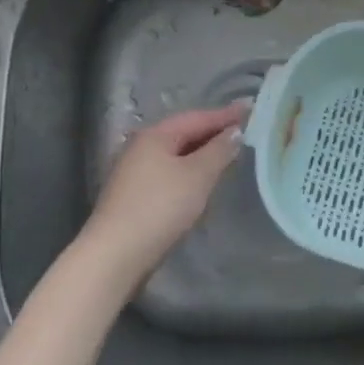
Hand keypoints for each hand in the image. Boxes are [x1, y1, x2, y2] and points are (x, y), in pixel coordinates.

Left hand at [81, 104, 245, 289]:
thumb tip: (234, 132)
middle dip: (213, 132)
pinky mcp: (133, 196)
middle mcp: (141, 146)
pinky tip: (201, 182)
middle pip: (184, 133)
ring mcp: (134, 172)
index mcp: (155, 134)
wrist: (114, 256)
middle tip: (242, 131)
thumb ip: (218, 151)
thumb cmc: (159, 208)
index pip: (197, 117)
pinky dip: (189, 172)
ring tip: (226, 154)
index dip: (225, 114)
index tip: (249, 108)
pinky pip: (169, 173)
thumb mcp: (197, 176)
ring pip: (176, 155)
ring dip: (201, 153)